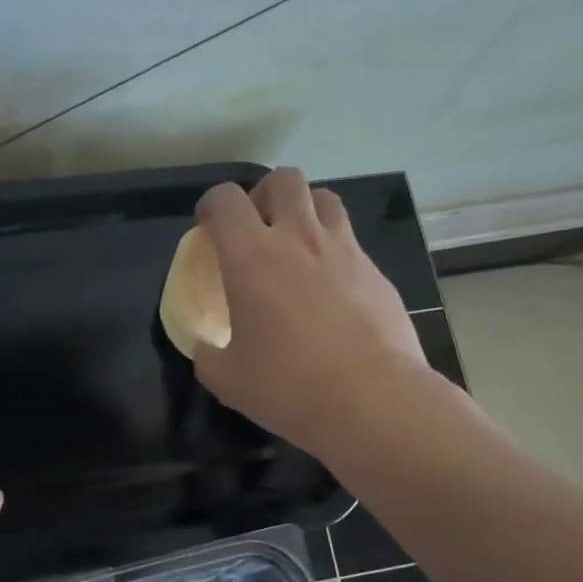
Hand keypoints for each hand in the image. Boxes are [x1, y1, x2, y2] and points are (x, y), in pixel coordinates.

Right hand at [193, 169, 431, 458]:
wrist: (373, 401)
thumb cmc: (289, 387)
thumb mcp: (227, 379)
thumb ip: (208, 354)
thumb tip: (206, 347)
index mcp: (251, 257)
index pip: (225, 199)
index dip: (211, 205)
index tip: (208, 227)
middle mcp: (298, 238)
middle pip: (283, 180)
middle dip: (264, 194)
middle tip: (258, 227)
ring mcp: (344, 250)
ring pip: (325, 199)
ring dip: (306, 210)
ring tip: (298, 244)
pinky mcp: (376, 272)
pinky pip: (352, 241)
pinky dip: (335, 250)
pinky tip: (333, 289)